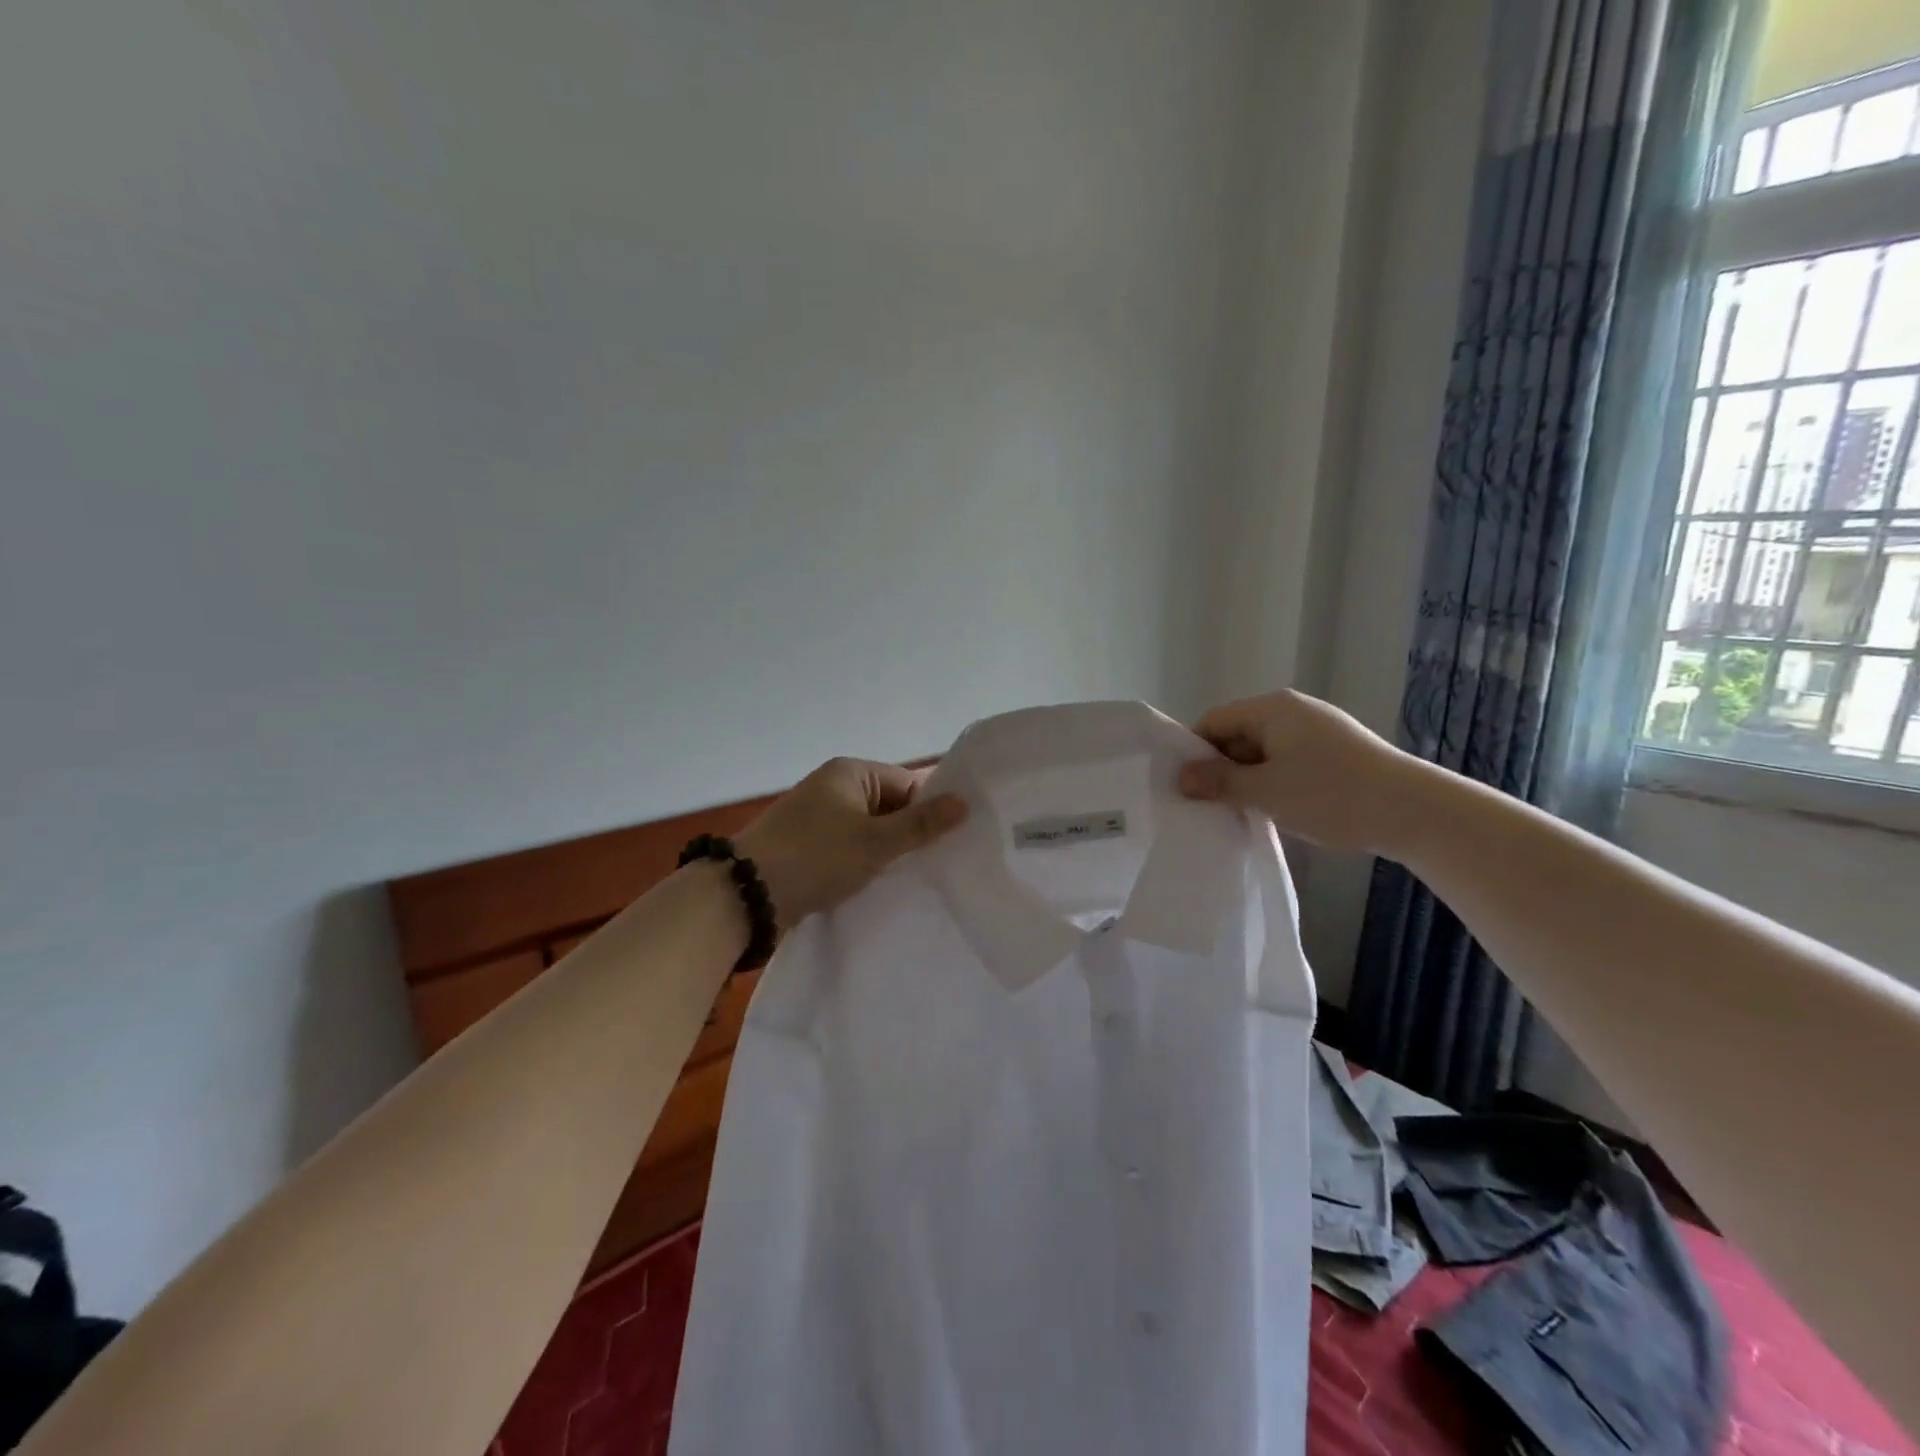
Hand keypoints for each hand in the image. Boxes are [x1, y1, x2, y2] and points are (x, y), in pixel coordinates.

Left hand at [735, 758, 967, 926]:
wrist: (747, 894)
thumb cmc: (816, 856)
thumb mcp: (876, 841)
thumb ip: (921, 824)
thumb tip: (964, 802)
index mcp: (850, 773)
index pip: (907, 783)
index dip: (930, 809)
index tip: (954, 840)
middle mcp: (833, 788)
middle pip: (889, 807)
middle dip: (910, 833)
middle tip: (940, 864)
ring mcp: (817, 818)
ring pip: (869, 831)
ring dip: (887, 852)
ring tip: (916, 878)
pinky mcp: (807, 847)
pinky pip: (849, 848)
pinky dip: (865, 863)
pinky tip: (882, 885)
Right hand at [1177, 690, 1421, 853]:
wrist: (1414, 812)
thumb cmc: (1331, 795)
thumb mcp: (1265, 791)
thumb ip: (1219, 782)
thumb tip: (1181, 776)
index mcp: (1272, 709)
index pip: (1213, 721)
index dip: (1194, 752)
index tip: (1186, 787)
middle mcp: (1293, 711)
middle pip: (1237, 734)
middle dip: (1221, 768)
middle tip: (1209, 805)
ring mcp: (1317, 731)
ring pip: (1263, 752)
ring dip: (1248, 779)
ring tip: (1242, 812)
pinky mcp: (1336, 752)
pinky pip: (1288, 761)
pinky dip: (1274, 782)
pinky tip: (1276, 809)